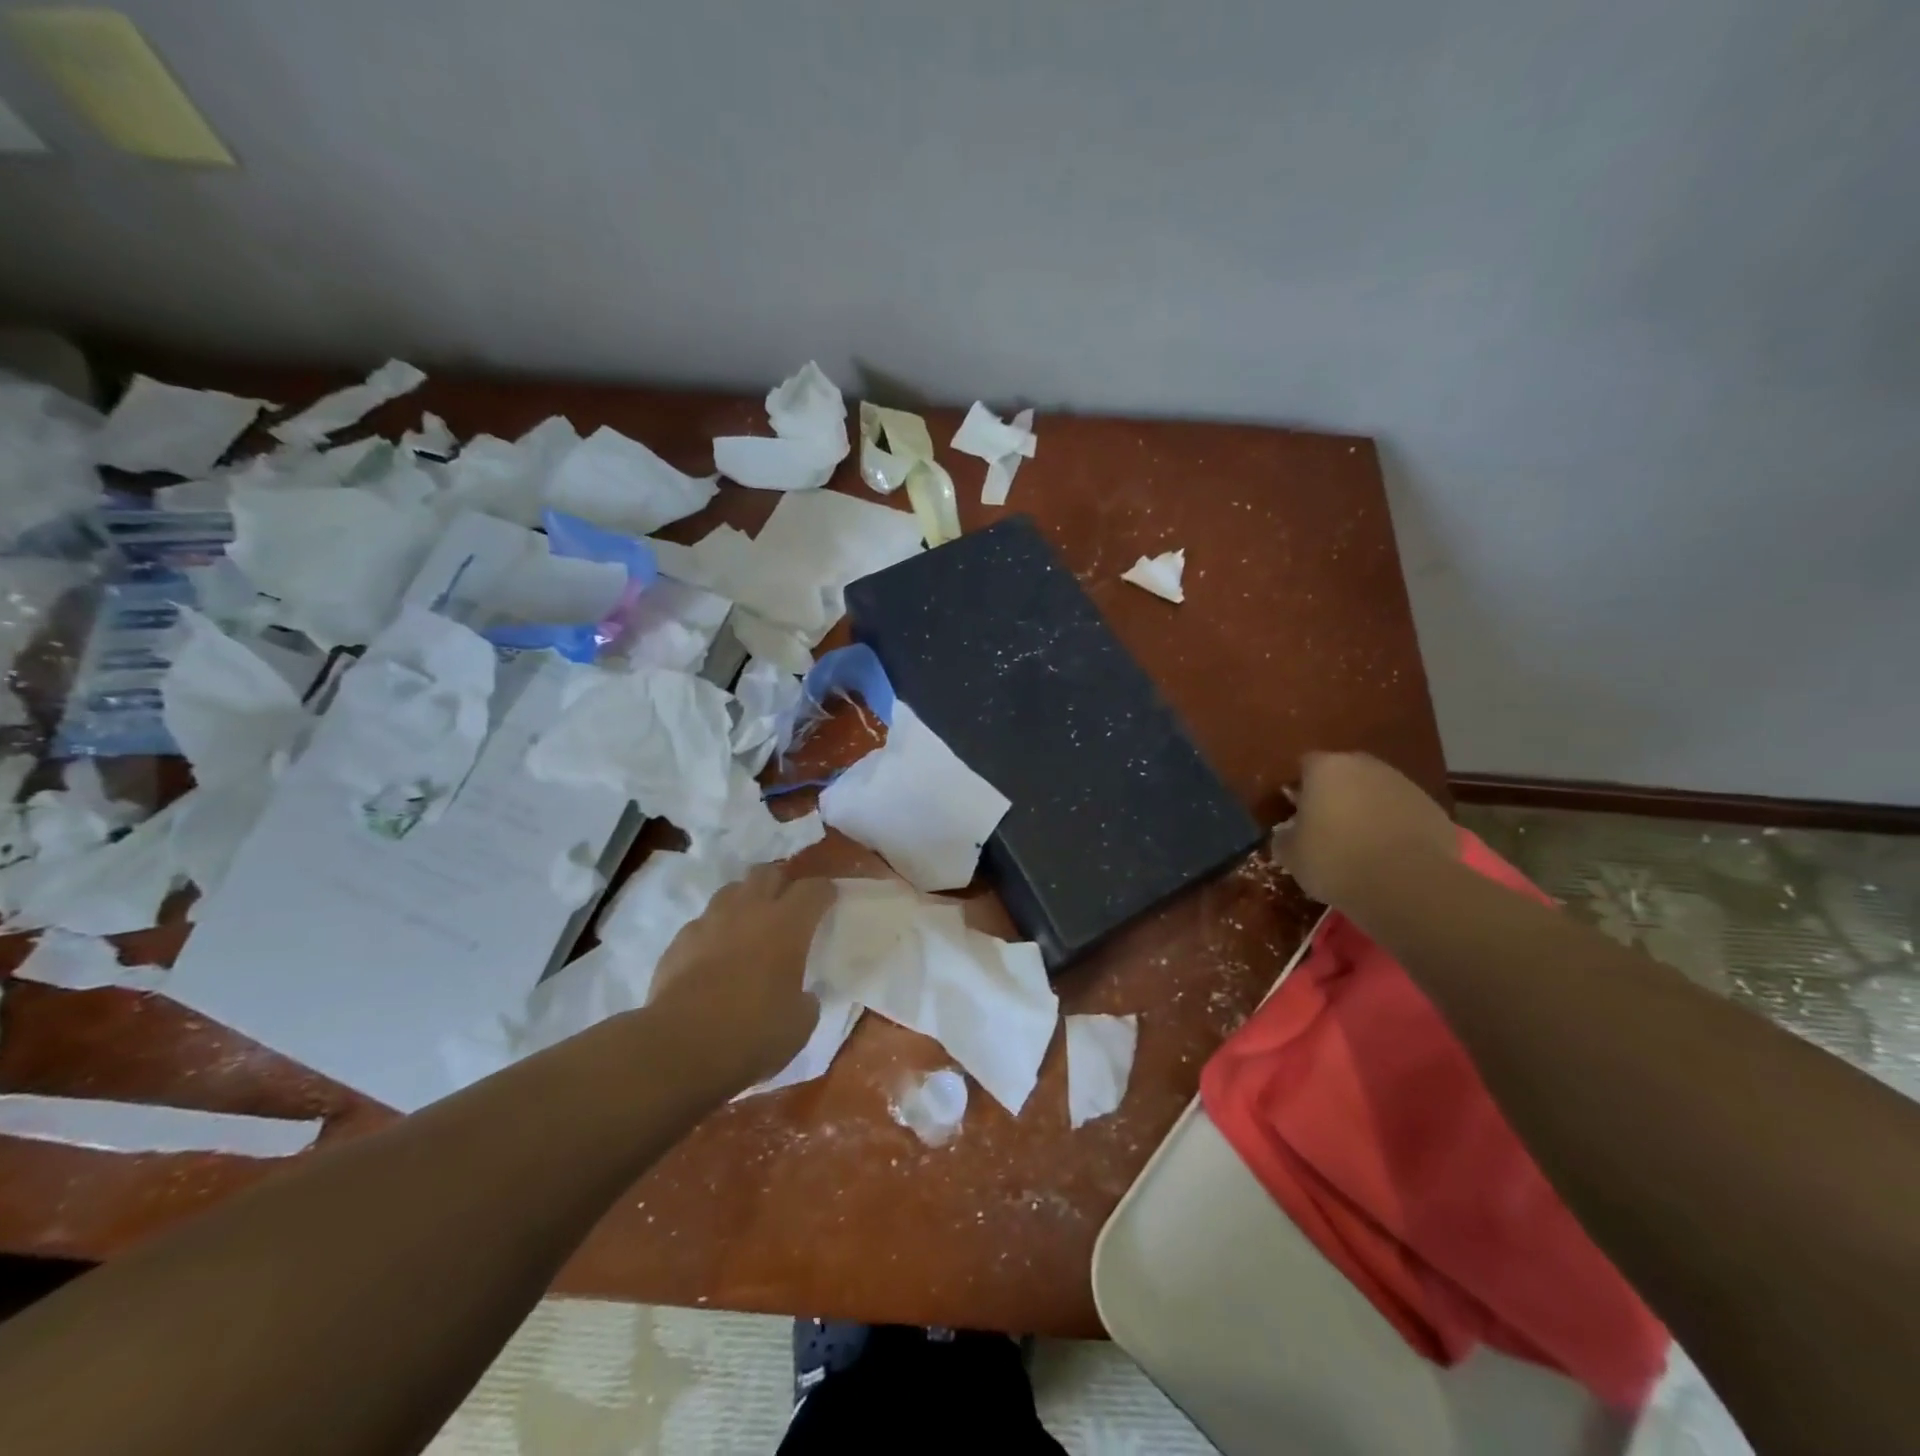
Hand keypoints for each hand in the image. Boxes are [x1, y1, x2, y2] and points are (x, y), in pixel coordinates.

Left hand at [647, 867, 833, 1087]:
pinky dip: (715, 930)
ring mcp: (710, 922)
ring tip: (751, 924)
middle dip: (781, 883)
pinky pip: (703, 922)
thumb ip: (806, 1000)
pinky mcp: (679, 941)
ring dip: (746, 900)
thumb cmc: (752, 1033)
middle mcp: (749, 910)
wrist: (679, 1047)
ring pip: (732, 890)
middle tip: (788, 906)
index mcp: (787, 924)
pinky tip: (715, 954)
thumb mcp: (799, 1024)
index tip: (829, 901)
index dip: (824, 892)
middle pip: (768, 872)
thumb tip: (803, 995)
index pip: (813, 888)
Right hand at [1271, 752, 1456, 906]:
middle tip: (1328, 826)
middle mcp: (1366, 766)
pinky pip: (1405, 814)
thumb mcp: (1291, 855)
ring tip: (1362, 844)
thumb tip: (1287, 834)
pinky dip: (1397, 828)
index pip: (1306, 765)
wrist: (1406, 883)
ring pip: (1378, 792)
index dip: (1300, 788)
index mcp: (1326, 768)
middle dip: (1337, 794)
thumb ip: (1284, 837)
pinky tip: (1391, 856)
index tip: (1296, 812)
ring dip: (1369, 810)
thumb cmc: (1335, 860)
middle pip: (1345, 774)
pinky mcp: (1434, 809)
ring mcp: (1405, 785)